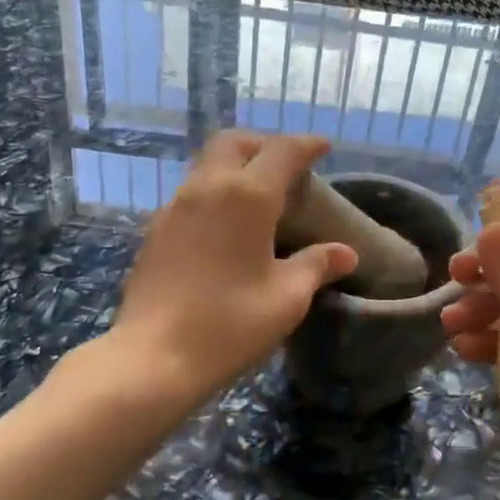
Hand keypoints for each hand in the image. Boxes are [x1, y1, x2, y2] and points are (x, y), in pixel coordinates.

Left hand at [110, 132, 358, 402]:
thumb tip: (345, 253)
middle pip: (235, 142)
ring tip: (258, 194)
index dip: (306, 144)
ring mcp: (175, 206)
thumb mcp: (287, 298)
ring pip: (208, 163)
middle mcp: (208, 187)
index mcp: (247, 196)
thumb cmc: (230, 324)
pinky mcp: (155, 228)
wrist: (154, 357)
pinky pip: (191, 191)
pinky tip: (225, 224)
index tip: (323, 146)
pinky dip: (215, 189)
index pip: (282, 151)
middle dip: (264, 143)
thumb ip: (316, 266)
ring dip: (236, 164)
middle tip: (286, 165)